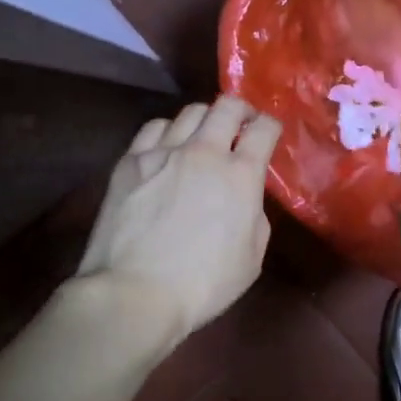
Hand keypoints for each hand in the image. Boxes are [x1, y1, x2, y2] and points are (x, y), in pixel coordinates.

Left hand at [77, 96, 282, 339]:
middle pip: (227, 107)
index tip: (269, 132)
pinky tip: (167, 147)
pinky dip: (168, 131)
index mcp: (241, 175)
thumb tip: (245, 197)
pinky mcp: (130, 162)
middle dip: (240, 110)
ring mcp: (163, 153)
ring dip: (204, 119)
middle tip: (241, 124)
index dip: (271, 125)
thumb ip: (255, 216)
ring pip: (189, 112)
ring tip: (203, 135)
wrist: (133, 293)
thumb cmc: (202, 285)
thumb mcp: (252, 258)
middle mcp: (204, 152)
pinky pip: (154, 128)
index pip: (263, 129)